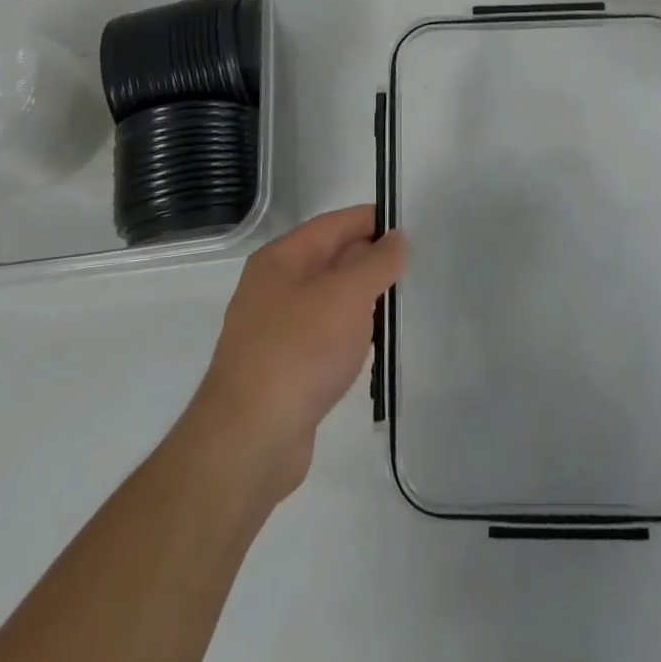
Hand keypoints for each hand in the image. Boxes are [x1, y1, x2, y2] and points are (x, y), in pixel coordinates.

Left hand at [187, 206, 405, 502]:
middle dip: (369, 262)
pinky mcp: (281, 370)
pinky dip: (347, 336)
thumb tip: (396, 238)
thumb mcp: (348, 295)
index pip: (333, 224)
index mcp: (280, 259)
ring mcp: (273, 330)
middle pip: (329, 260)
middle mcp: (272, 288)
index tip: (408, 229)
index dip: (370, 222)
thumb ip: (377, 262)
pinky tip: (367, 350)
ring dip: (360, 302)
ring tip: (395, 309)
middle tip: (410, 270)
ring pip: (328, 301)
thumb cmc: (300, 350)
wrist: (249, 440)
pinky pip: (322, 337)